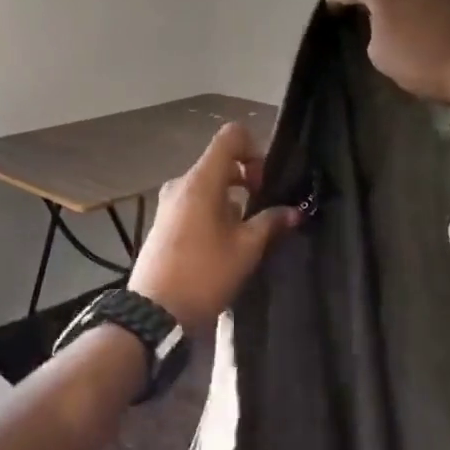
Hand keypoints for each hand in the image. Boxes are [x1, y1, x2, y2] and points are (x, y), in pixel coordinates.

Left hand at [128, 122, 300, 331]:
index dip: (255, 149)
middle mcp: (182, 183)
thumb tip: (294, 211)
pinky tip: (224, 243)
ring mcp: (169, 202)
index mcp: (201, 180)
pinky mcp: (164, 221)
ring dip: (232, 199)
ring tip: (246, 233)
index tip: (265, 183)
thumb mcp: (246, 249)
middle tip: (264, 210)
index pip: (230, 136)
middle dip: (247, 179)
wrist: (154, 313)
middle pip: (220, 162)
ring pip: (208, 184)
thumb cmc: (204, 275)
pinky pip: (195, 202)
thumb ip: (271, 223)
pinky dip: (214, 210)